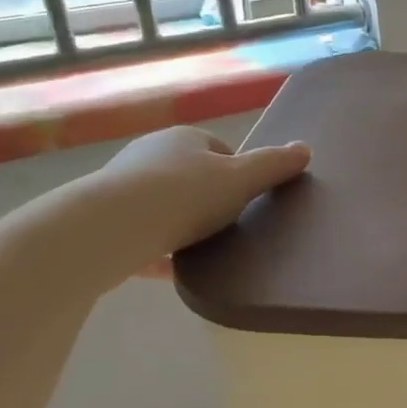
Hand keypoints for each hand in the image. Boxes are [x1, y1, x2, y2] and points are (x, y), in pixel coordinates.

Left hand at [71, 126, 310, 286]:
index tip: (246, 201)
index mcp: (184, 138)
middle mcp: (149, 153)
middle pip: (191, 176)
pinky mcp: (101, 219)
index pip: (220, 150)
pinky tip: (170, 269)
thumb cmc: (184, 195)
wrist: (106, 229)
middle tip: (227, 227)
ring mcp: (120, 186)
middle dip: (208, 199)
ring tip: (200, 249)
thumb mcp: (241, 180)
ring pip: (163, 204)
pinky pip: (140, 231)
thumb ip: (274, 165)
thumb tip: (305, 149)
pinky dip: (156, 247)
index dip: (238, 174)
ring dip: (180, 223)